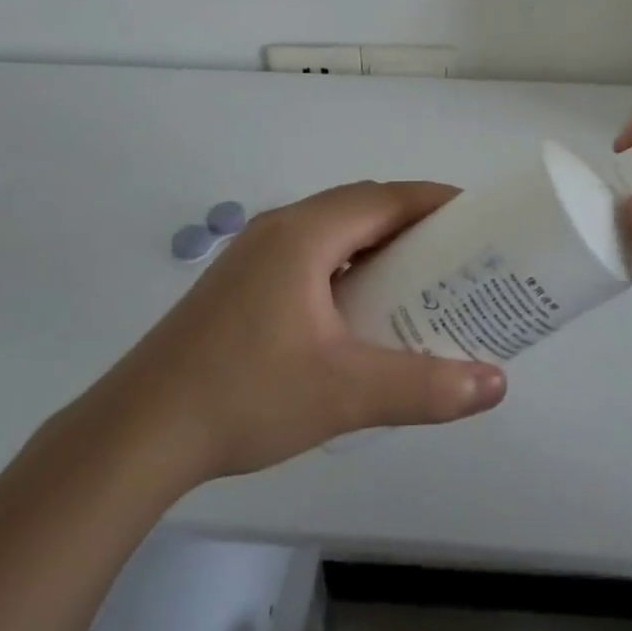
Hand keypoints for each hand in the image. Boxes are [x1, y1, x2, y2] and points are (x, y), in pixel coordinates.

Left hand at [88, 183, 506, 485]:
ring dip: (375, 242)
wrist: (135, 433)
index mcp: (305, 233)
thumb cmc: (244, 396)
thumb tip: (496, 384)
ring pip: (332, 228)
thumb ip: (424, 387)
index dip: (436, 201)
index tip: (479, 216)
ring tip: (416, 278)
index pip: (386, 197)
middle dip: (412, 222)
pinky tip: (355, 307)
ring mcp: (253, 253)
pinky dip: (345, 262)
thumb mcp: (345, 393)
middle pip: (361, 205)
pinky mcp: (238, 280)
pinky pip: (308, 251)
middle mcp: (279, 227)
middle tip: (456, 254)